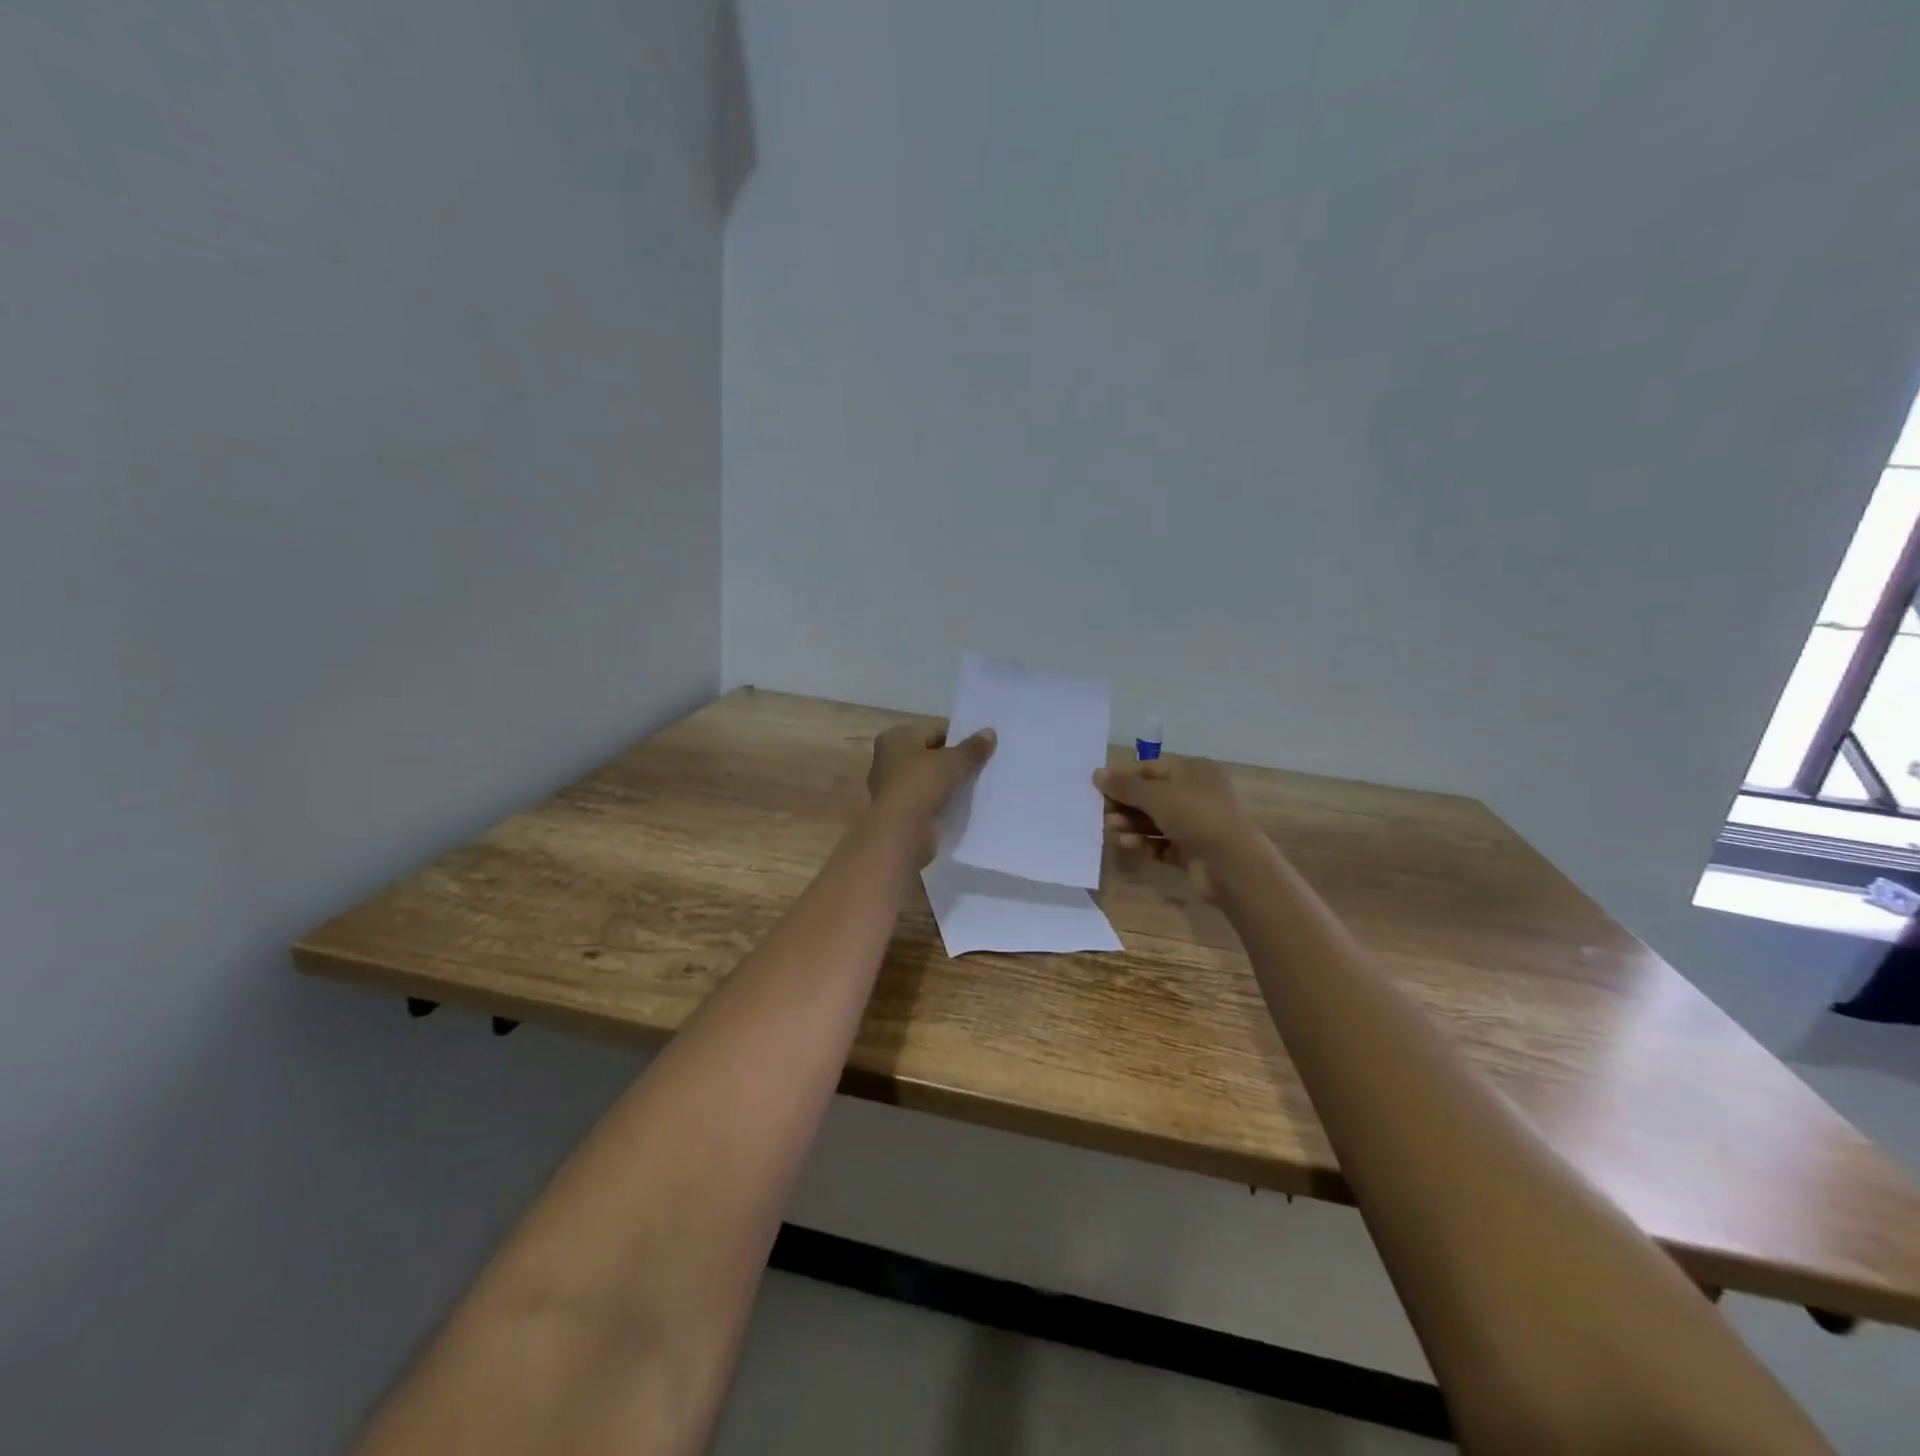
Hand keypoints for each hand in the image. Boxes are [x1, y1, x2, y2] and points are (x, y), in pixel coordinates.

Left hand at [867, 722, 995, 860]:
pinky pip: (927, 800)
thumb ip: (972, 748)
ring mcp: (892, 788)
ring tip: (977, 785)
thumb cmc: (921, 785)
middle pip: (930, 755)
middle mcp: (888, 760)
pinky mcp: (900, 812)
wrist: (901, 832)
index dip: (958, 737)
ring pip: (929, 780)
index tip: (981, 747)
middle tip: (983, 765)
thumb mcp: (953, 762)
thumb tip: (990, 732)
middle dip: (954, 761)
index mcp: (895, 738)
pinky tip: (963, 805)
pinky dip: (942, 802)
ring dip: (949, 783)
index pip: (934, 730)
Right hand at [1095, 757, 1260, 903]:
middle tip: (1101, 811)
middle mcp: (1197, 794)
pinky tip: (1126, 843)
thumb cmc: (1196, 816)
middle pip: (1152, 795)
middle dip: (1126, 803)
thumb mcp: (1156, 795)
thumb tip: (1097, 773)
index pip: (1152, 768)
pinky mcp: (1193, 851)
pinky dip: (1144, 842)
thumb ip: (1125, 785)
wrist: (1232, 865)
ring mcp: (1197, 824)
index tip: (1099, 787)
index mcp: (1194, 771)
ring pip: (1156, 820)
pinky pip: (1162, 843)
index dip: (1125, 777)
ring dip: (1132, 823)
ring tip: (1110, 828)